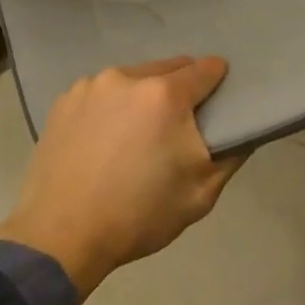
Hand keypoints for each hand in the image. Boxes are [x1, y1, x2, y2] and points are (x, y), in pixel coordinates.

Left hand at [0, 56, 242, 296]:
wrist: (62, 235)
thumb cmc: (139, 215)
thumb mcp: (202, 194)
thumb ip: (231, 154)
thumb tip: (242, 130)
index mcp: (164, 95)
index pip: (205, 69)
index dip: (218, 81)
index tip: (218, 100)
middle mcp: (125, 78)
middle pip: (167, 69)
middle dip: (179, 89)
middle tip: (177, 126)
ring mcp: (89, 86)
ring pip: (131, 79)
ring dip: (142, 96)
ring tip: (136, 134)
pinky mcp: (63, 101)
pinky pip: (100, 93)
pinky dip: (110, 107)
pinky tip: (104, 139)